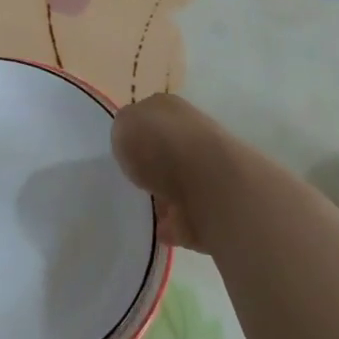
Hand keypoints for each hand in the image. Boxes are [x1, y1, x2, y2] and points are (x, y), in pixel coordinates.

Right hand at [112, 94, 219, 251]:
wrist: (210, 185)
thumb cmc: (162, 145)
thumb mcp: (125, 124)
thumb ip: (124, 130)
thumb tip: (131, 140)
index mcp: (171, 109)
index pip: (151, 116)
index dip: (136, 133)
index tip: (121, 152)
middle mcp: (194, 134)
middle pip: (166, 150)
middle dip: (151, 167)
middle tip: (131, 181)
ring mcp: (208, 171)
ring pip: (179, 184)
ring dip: (163, 197)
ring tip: (142, 209)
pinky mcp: (216, 206)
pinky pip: (187, 217)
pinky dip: (175, 225)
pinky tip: (159, 229)